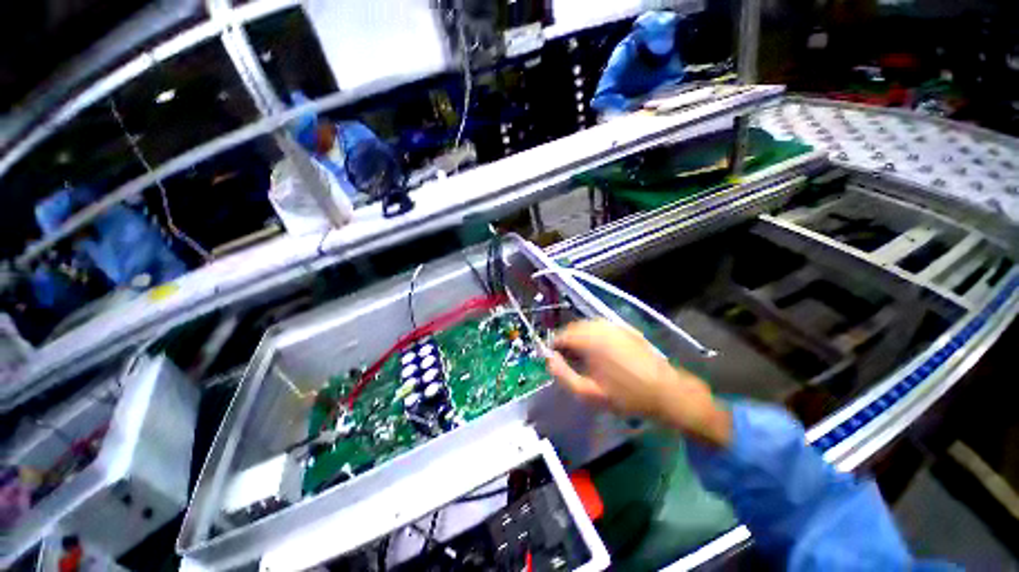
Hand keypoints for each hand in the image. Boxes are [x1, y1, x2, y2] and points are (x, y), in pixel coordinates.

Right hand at [546, 319, 731, 447]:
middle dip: (568, 344)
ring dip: (581, 340)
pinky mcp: (625, 328)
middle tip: (573, 364)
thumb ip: (561, 374)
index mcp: (588, 338)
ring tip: (587, 360)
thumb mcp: (587, 393)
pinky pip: (601, 328)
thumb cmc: (624, 395)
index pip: (560, 336)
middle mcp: (598, 325)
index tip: (559, 365)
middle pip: (572, 329)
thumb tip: (548, 358)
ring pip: (586, 327)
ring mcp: (613, 325)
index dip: (555, 350)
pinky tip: (604, 354)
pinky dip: (595, 337)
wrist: (665, 391)